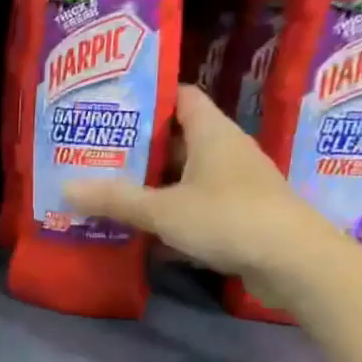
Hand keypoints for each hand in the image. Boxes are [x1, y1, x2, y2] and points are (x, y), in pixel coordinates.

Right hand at [64, 84, 346, 308]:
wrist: (295, 264)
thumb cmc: (228, 218)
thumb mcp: (163, 209)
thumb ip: (116, 199)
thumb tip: (66, 188)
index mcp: (212, 133)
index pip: (181, 97)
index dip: (149, 98)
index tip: (112, 107)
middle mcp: (226, 152)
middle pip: (178, 140)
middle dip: (139, 148)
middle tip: (97, 153)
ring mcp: (236, 186)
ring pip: (186, 178)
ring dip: (153, 186)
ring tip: (110, 191)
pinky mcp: (240, 217)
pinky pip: (197, 207)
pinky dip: (171, 215)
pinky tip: (142, 232)